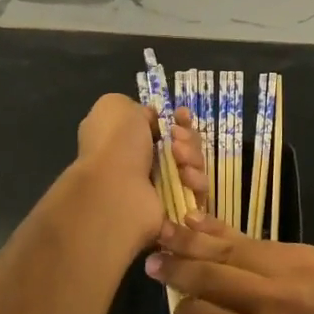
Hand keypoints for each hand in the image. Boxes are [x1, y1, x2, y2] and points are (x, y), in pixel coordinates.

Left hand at [69, 96, 207, 260]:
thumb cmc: (115, 144)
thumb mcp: (115, 106)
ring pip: (195, 165)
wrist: (116, 191)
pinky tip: (185, 177)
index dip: (178, 120)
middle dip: (188, 139)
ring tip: (179, 159)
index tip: (181, 115)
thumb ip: (137, 108)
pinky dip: (196, 180)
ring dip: (192, 157)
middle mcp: (145, 162)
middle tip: (176, 141)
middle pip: (185, 144)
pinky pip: (199, 190)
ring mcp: (162, 186)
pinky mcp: (177, 207)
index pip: (165, 127)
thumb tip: (153, 121)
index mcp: (129, 139)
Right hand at [146, 215, 313, 313]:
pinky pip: (257, 241)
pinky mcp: (308, 250)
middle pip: (212, 277)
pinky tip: (207, 225)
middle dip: (178, 270)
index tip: (176, 311)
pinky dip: (227, 235)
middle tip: (150, 261)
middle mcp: (275, 301)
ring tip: (167, 232)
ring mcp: (293, 268)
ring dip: (196, 242)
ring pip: (231, 250)